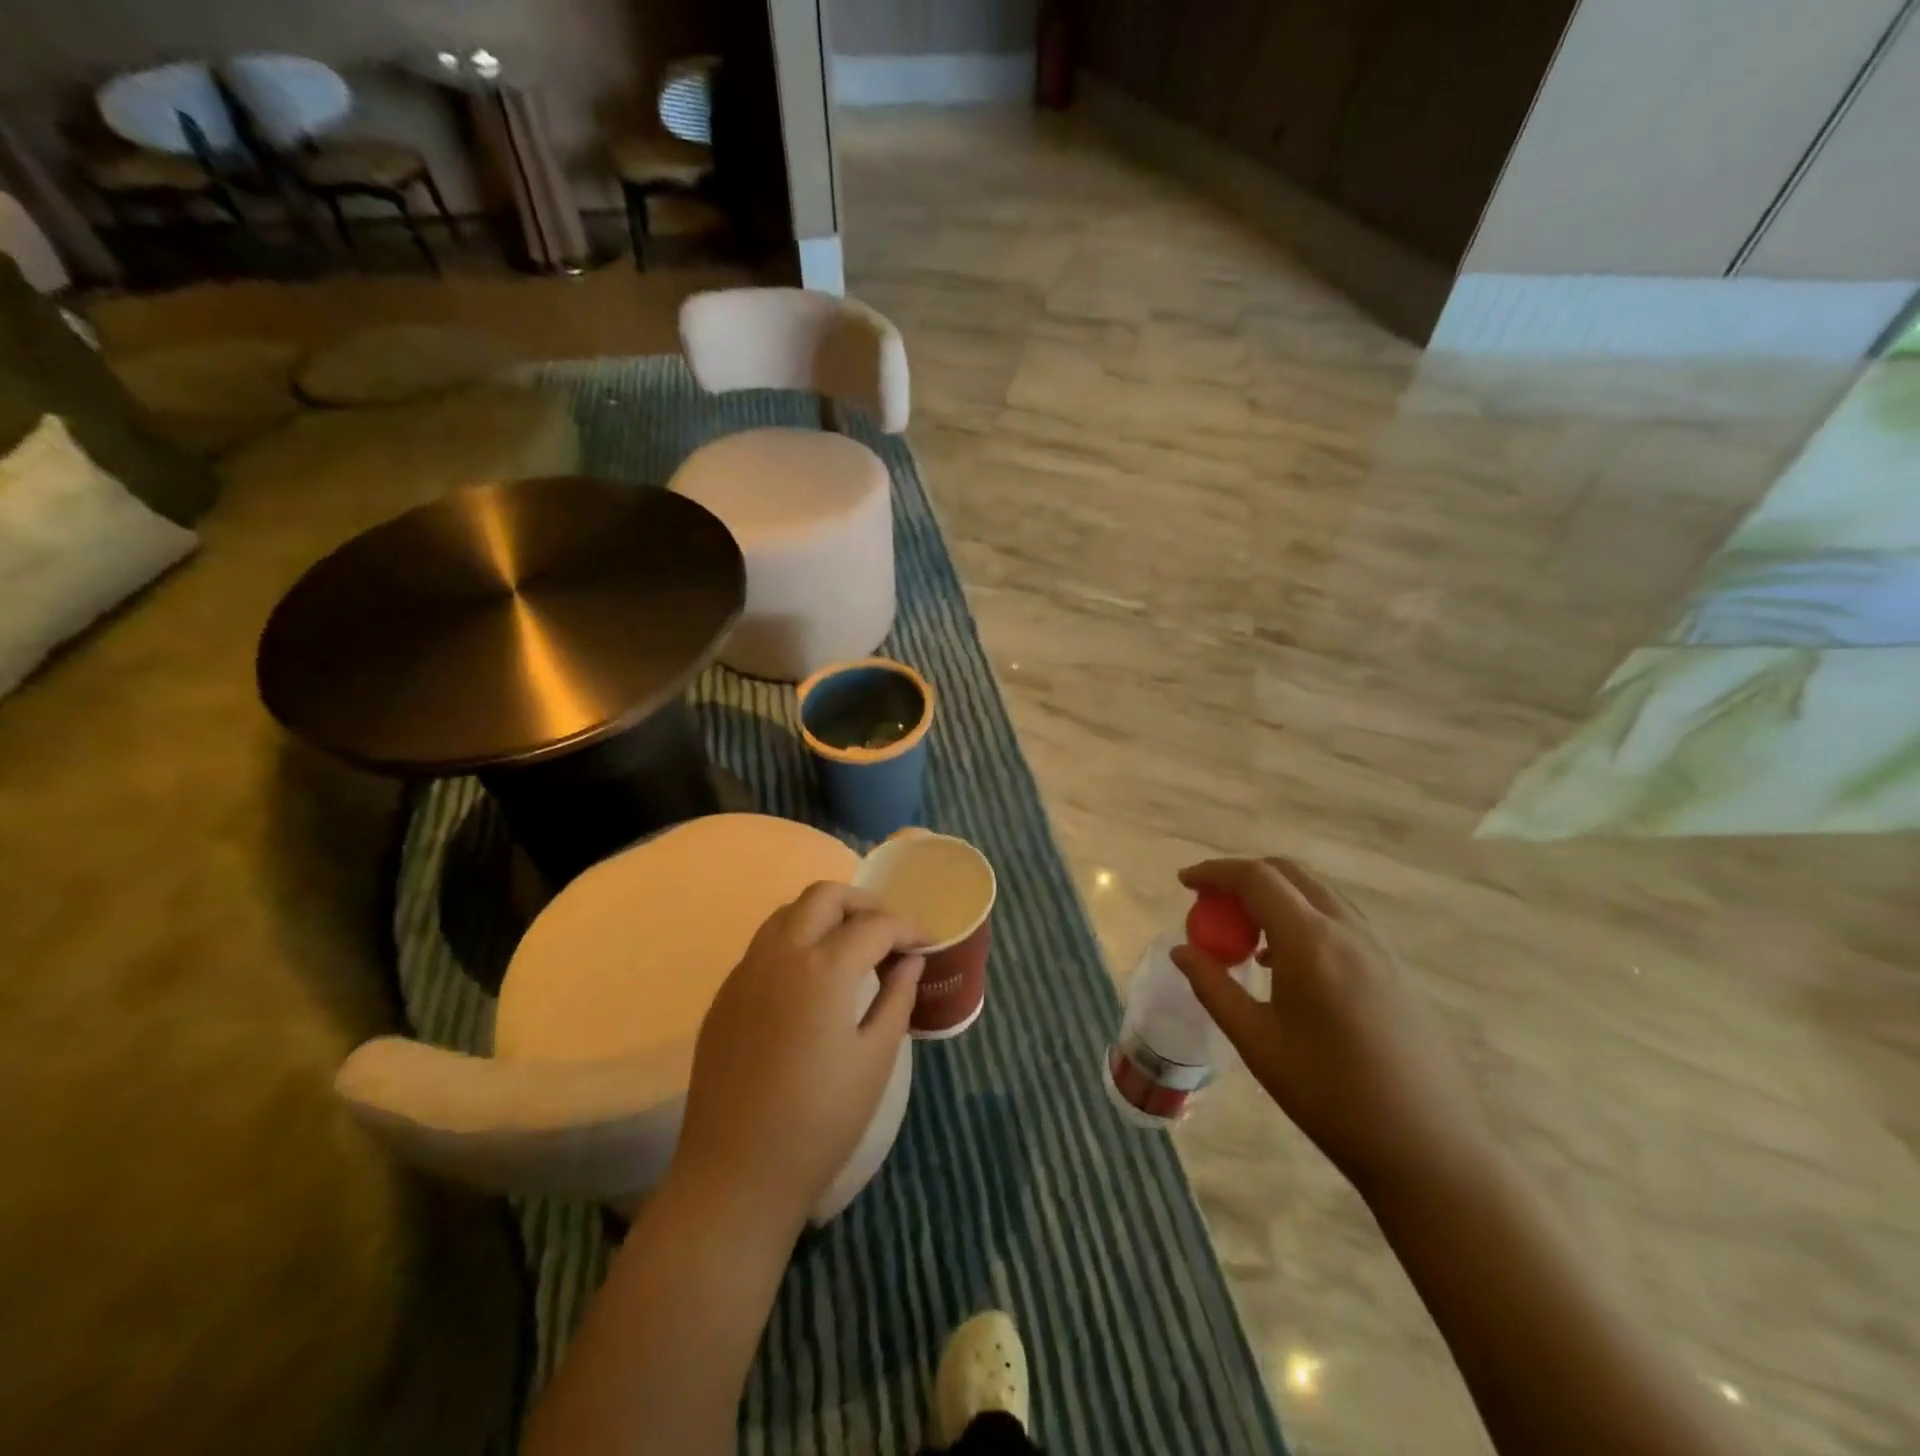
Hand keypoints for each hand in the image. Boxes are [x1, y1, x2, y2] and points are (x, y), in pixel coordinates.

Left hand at [672, 883, 924, 1236]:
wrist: (736, 1173)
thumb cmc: (819, 1121)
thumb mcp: (875, 1059)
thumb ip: (897, 998)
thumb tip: (910, 961)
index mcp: (824, 969)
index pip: (875, 925)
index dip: (908, 928)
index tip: (928, 942)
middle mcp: (780, 954)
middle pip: (824, 896)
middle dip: (863, 903)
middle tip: (887, 932)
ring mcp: (745, 971)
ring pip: (787, 912)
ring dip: (824, 914)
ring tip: (850, 945)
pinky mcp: (725, 994)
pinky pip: (763, 944)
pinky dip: (795, 939)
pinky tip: (810, 977)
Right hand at [1172, 857, 1496, 1200]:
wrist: (1429, 1148)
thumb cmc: (1331, 1096)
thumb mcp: (1257, 1043)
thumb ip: (1213, 988)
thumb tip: (1181, 951)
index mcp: (1310, 942)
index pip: (1255, 878)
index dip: (1214, 872)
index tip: (1184, 881)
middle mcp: (1347, 929)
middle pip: (1289, 873)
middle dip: (1243, 875)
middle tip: (1211, 901)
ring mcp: (1378, 946)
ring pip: (1317, 892)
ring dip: (1275, 894)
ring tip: (1244, 932)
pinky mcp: (1395, 966)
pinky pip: (1339, 918)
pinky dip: (1302, 916)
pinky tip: (1287, 961)